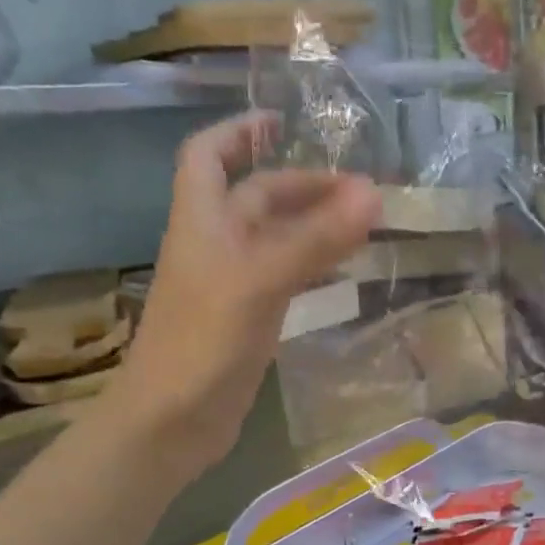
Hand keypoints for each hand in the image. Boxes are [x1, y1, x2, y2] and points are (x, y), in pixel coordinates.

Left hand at [112, 112, 378, 468]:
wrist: (172, 422)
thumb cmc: (203, 344)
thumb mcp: (259, 282)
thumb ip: (315, 240)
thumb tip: (372, 194)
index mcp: (202, 221)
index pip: (209, 156)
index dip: (239, 131)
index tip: (283, 121)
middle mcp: (216, 245)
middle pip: (256, 197)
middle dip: (302, 185)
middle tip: (361, 189)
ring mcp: (233, 284)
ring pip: (276, 238)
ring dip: (314, 224)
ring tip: (365, 220)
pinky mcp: (249, 318)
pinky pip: (285, 276)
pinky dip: (314, 264)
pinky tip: (344, 268)